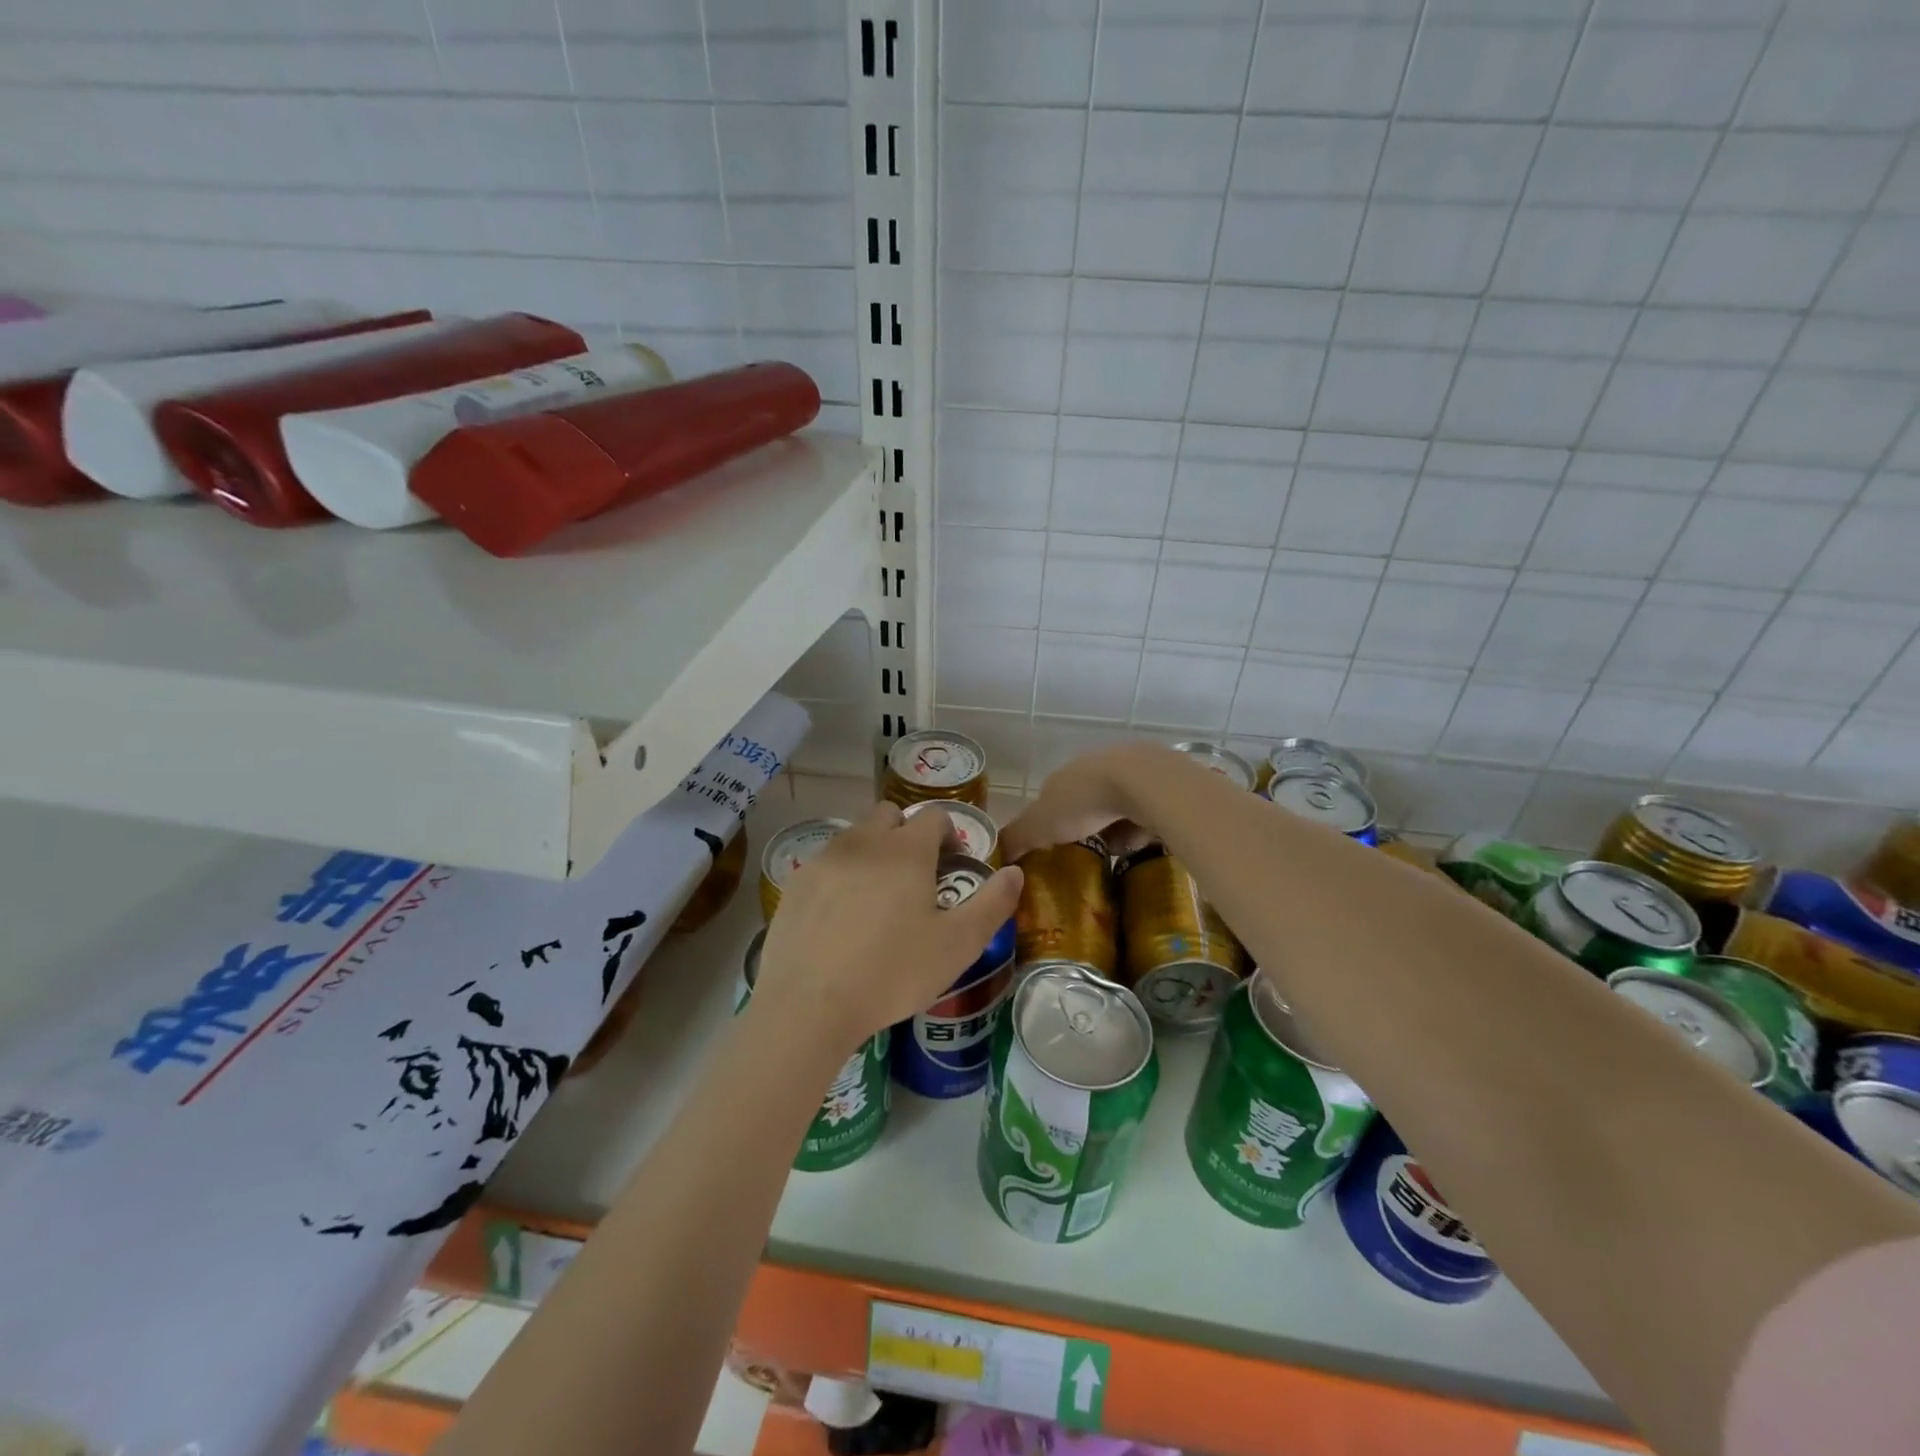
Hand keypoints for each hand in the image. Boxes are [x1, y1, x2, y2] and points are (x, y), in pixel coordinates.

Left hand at [753, 802, 1023, 1054]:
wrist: (809, 1005)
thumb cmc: (892, 973)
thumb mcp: (958, 945)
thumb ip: (993, 904)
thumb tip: (1015, 872)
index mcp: (906, 850)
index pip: (934, 816)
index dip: (949, 834)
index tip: (952, 865)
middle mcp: (863, 842)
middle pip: (889, 815)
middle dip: (907, 834)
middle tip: (915, 877)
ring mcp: (824, 860)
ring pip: (855, 837)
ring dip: (873, 852)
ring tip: (878, 899)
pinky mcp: (795, 883)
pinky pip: (826, 864)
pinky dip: (841, 876)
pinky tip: (841, 918)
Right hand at [1001, 742, 1172, 860]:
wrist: (1143, 782)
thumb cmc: (1083, 801)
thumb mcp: (1038, 824)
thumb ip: (1016, 838)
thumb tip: (997, 855)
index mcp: (1062, 777)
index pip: (1049, 800)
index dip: (1048, 823)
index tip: (1051, 848)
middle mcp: (1092, 769)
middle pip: (1084, 803)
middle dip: (1084, 827)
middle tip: (1085, 857)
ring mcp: (1128, 774)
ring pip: (1116, 808)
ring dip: (1115, 829)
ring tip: (1116, 857)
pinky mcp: (1158, 785)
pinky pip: (1145, 813)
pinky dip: (1141, 829)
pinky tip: (1142, 845)